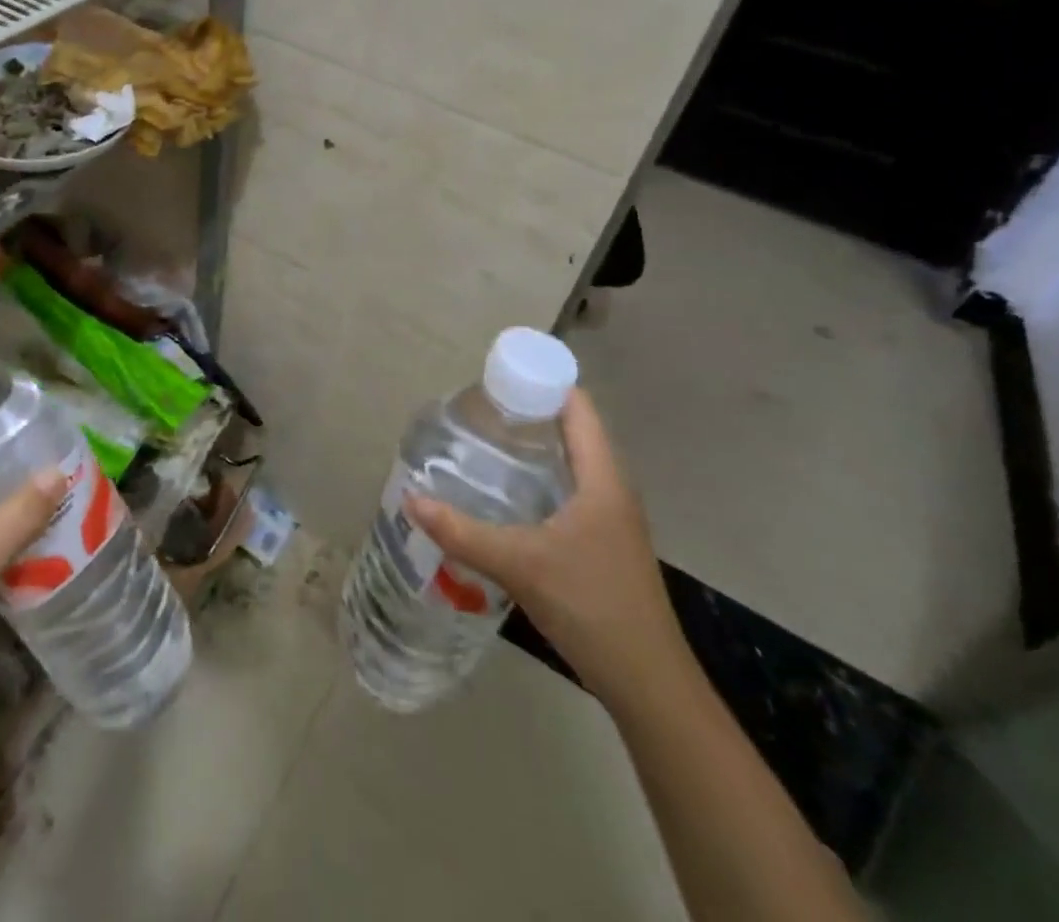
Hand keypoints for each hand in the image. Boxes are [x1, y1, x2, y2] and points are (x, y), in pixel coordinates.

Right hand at [404, 389, 689, 704]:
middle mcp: (610, 489)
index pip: (579, 408)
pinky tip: (505, 496)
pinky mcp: (602, 544)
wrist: (647, 682)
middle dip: (528, 414)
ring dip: (533, 448)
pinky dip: (538, 480)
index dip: (543, 383)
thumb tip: (411, 499)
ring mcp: (610, 519)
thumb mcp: (521, 564)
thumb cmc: (592, 606)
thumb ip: (463, 532)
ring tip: (483, 443)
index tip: (498, 377)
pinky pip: (568, 492)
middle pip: (572, 431)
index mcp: (602, 479)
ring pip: (570, 464)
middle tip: (477, 410)